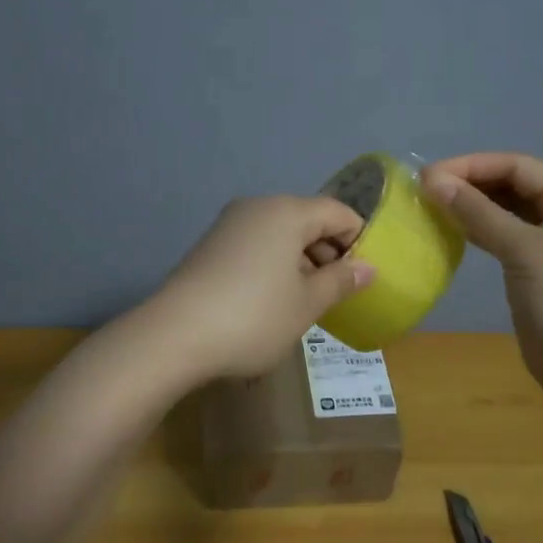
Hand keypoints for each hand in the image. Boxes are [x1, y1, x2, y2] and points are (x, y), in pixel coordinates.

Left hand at [148, 196, 373, 382]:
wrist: (175, 334)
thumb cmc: (254, 316)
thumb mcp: (307, 304)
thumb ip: (340, 281)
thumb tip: (368, 268)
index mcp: (287, 212)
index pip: (337, 212)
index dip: (358, 239)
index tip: (365, 274)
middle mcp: (257, 207)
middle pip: (307, 219)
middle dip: (328, 251)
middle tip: (339, 291)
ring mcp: (229, 225)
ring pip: (280, 233)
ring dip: (301, 260)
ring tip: (308, 300)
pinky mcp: (210, 245)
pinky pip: (256, 245)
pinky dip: (274, 264)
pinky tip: (273, 299)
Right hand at [421, 154, 542, 400]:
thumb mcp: (523, 251)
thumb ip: (478, 212)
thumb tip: (431, 179)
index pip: (519, 166)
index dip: (473, 165)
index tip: (428, 174)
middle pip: (513, 185)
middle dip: (471, 183)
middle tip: (424, 190)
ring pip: (506, 212)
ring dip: (472, 206)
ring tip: (432, 205)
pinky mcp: (537, 270)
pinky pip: (504, 237)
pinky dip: (479, 230)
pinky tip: (452, 230)